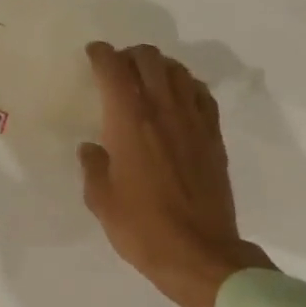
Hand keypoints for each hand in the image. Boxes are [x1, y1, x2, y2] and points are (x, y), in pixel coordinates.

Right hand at [78, 43, 273, 306]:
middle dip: (130, 55)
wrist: (198, 252)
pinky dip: (187, 87)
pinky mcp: (214, 136)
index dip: (101, 54)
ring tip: (147, 80)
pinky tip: (179, 100)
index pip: (114, 68)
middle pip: (150, 59)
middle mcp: (164, 109)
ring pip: (178, 72)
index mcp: (130, 120)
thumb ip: (94, 167)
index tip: (93, 55)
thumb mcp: (102, 201)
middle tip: (118, 69)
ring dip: (159, 67)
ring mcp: (194, 121)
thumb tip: (91, 148)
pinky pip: (202, 95)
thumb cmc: (142, 228)